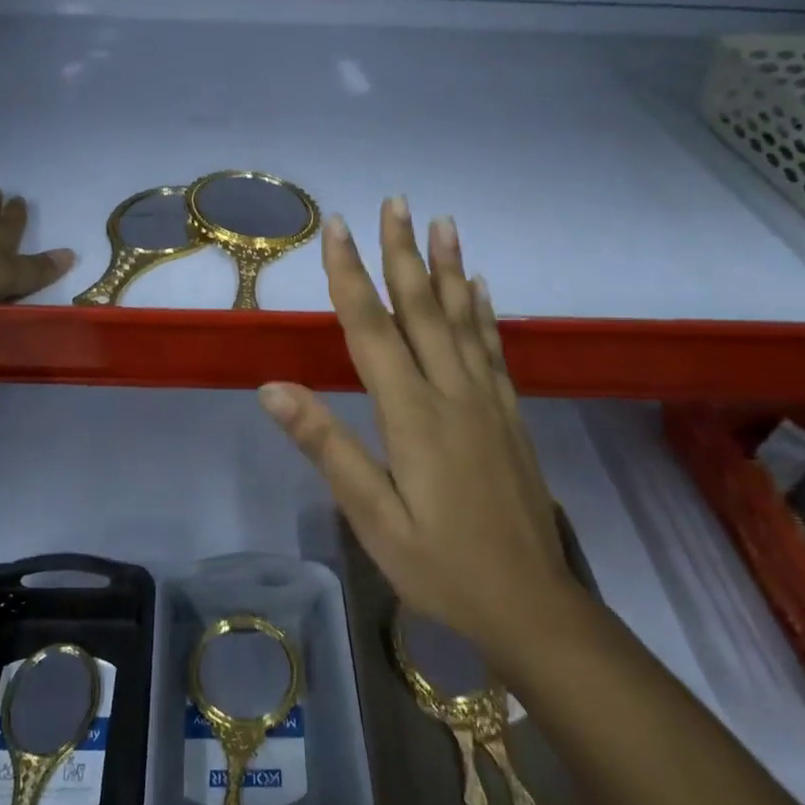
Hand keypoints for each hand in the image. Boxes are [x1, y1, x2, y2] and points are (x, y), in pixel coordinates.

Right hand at [257, 198, 579, 655]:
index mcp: (412, 415)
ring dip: (449, 267)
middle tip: (395, 201)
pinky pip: (493, 348)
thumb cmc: (441, 566)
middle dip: (402, 252)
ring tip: (442, 222)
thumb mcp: (372, 518)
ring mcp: (487, 400)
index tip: (337, 228)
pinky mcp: (509, 414)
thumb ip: (327, 447)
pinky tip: (480, 285)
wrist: (531, 603)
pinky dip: (484, 311)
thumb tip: (272, 388)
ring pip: (463, 319)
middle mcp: (452, 393)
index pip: (371, 329)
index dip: (350, 275)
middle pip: (422, 309)